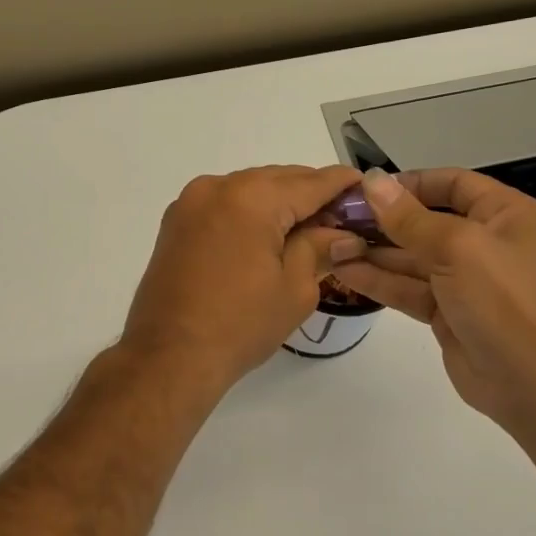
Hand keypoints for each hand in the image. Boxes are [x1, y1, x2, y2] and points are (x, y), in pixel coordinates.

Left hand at [121, 165, 367, 394]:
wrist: (169, 356)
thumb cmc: (240, 325)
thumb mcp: (295, 288)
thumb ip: (320, 248)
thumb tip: (345, 235)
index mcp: (251, 198)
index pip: (310, 182)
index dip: (342, 184)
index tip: (366, 187)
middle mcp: (218, 187)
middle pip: (278, 180)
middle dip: (311, 194)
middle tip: (342, 218)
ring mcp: (191, 202)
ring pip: (250, 188)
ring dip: (280, 202)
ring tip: (308, 229)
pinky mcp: (177, 221)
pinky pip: (225, 203)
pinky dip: (250, 211)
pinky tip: (268, 235)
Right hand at [329, 168, 535, 438]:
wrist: (535, 386)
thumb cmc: (505, 301)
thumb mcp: (457, 248)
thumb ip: (408, 218)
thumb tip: (372, 181)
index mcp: (502, 214)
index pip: (451, 184)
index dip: (410, 183)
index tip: (367, 189)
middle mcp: (484, 241)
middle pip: (425, 220)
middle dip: (382, 220)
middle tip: (337, 217)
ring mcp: (464, 279)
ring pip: (410, 257)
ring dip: (372, 251)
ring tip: (331, 243)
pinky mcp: (445, 311)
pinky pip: (406, 287)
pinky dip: (377, 280)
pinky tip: (344, 270)